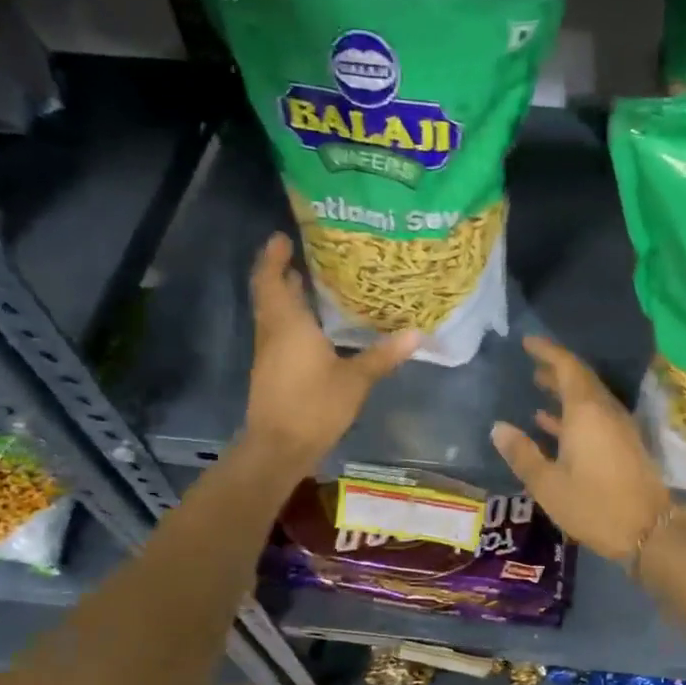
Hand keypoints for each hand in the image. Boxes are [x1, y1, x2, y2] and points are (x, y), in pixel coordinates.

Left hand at [241, 233, 418, 474]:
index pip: (272, 279)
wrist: (278, 448)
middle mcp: (273, 332)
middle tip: (305, 255)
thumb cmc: (314, 407)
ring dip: (285, 296)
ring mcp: (269, 353)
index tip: (283, 237)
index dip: (273, 256)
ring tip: (311, 283)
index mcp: (289, 324)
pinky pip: (278, 332)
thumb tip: (417, 333)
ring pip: (272, 313)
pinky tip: (315, 326)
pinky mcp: (272, 371)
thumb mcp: (355, 380)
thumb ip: (383, 355)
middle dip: (281, 272)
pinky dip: (291, 319)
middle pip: (269, 293)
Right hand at [491, 336, 675, 560]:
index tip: (527, 342)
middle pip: (581, 380)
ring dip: (564, 391)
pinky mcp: (624, 445)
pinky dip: (573, 414)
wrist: (650, 532)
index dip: (548, 351)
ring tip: (538, 386)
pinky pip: (595, 417)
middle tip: (530, 364)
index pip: (568, 367)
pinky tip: (551, 424)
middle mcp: (606, 412)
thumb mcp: (548, 484)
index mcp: (587, 412)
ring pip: (589, 399)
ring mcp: (618, 429)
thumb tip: (499, 427)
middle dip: (555, 369)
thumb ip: (522, 453)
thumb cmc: (594, 506)